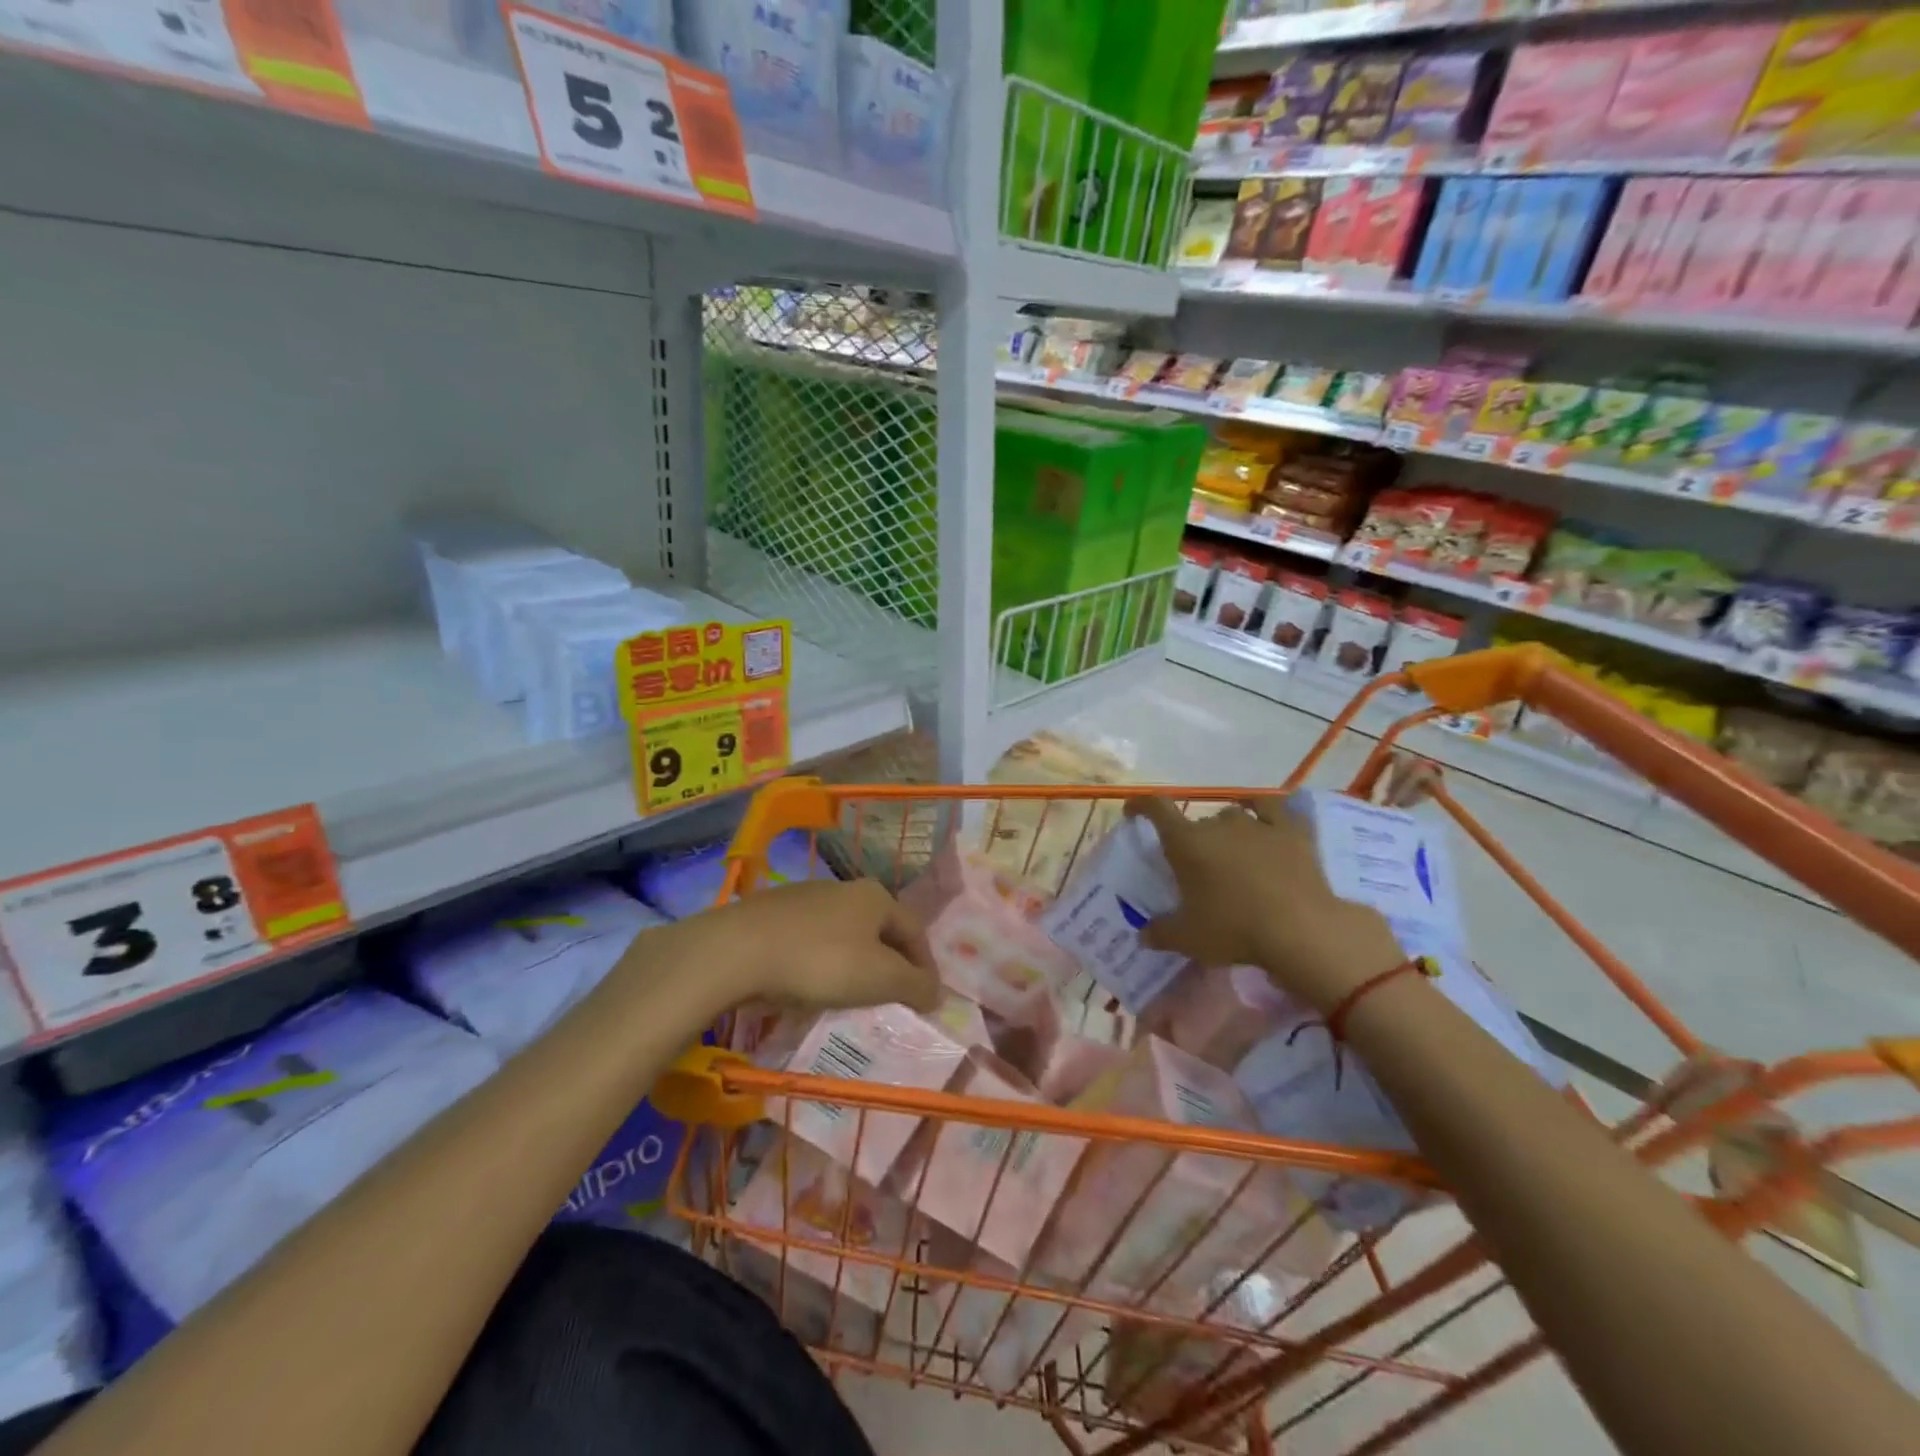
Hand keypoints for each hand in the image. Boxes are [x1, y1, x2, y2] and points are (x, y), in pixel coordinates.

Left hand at [641, 878, 940, 1013]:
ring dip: (855, 962)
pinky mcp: (772, 912)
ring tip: (851, 996)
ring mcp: (805, 897)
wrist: (737, 950)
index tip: (927, 999)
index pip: (915, 931)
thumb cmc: (820, 961)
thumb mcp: (879, 979)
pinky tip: (810, 984)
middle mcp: (845, 888)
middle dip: (891, 963)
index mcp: (876, 896)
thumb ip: (915, 985)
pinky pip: (811, 940)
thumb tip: (937, 993)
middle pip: (880, 929)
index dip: (926, 966)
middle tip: (892, 997)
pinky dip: (821, 961)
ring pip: (845, 933)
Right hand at [1126, 796, 1404, 1014]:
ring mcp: (1257, 824)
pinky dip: (1265, 811)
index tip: (1134, 810)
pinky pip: (1274, 809)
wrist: (1299, 930)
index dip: (1141, 805)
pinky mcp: (1292, 831)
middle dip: (1193, 838)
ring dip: (1228, 829)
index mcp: (1186, 843)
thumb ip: (1160, 933)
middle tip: (1197, 865)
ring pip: (1233, 814)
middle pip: (1198, 821)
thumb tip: (1143, 934)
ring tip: (1232, 849)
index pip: (1156, 810)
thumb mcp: (1188, 939)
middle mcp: (1218, 824)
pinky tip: (1265, 818)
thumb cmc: (1234, 930)